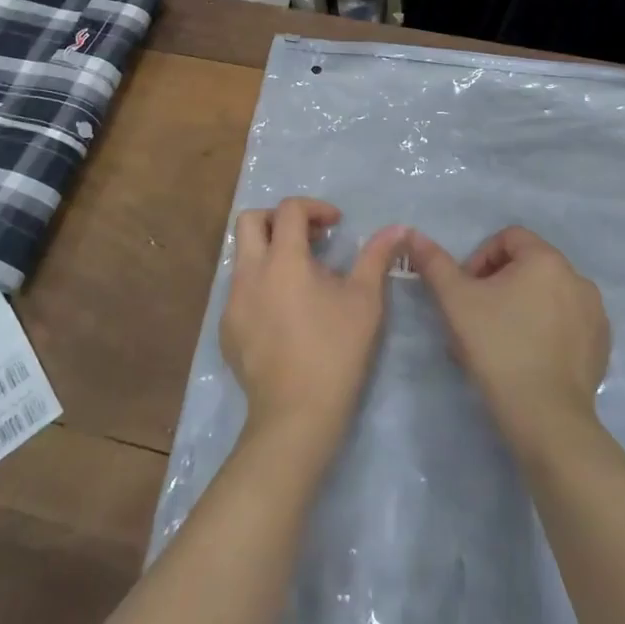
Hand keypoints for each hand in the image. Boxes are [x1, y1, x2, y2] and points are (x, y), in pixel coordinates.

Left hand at [222, 198, 406, 448]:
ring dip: (269, 252)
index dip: (314, 208)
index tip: (336, 225)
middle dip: (279, 219)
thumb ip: (377, 257)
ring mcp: (232, 303)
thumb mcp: (365, 300)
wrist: (296, 416)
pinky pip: (239, 291)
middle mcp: (249, 273)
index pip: (289, 210)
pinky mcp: (227, 330)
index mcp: (282, 260)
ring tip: (301, 277)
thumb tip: (397, 228)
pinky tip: (285, 313)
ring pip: (242, 257)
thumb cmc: (336, 351)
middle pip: (251, 221)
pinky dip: (260, 285)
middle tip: (309, 237)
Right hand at [404, 226, 610, 455]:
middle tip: (478, 316)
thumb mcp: (456, 301)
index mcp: (546, 260)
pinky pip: (568, 322)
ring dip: (522, 306)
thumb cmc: (497, 348)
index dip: (480, 259)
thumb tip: (412, 234)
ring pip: (548, 295)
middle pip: (528, 265)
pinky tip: (528, 356)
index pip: (508, 238)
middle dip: (499, 284)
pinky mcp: (601, 345)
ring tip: (500, 339)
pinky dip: (547, 329)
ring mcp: (595, 313)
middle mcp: (578, 278)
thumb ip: (434, 263)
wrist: (545, 418)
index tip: (466, 292)